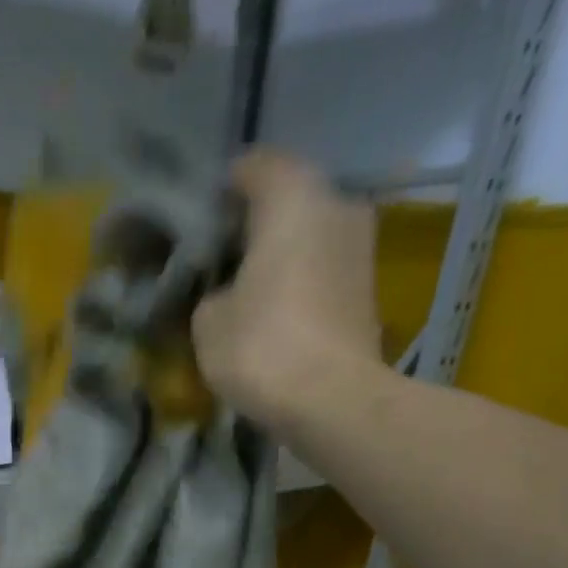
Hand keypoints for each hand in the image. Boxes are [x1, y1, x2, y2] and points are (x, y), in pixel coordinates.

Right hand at [193, 150, 386, 436]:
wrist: (332, 401)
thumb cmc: (262, 348)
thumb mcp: (208, 320)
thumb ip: (211, 290)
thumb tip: (226, 291)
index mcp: (292, 196)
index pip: (253, 166)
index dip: (221, 191)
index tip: (200, 222)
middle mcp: (336, 204)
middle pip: (287, 199)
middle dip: (254, 224)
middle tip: (219, 257)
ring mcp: (360, 246)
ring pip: (308, 235)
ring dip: (279, 255)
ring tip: (244, 288)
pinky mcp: (367, 288)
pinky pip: (322, 269)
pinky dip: (299, 281)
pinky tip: (273, 311)